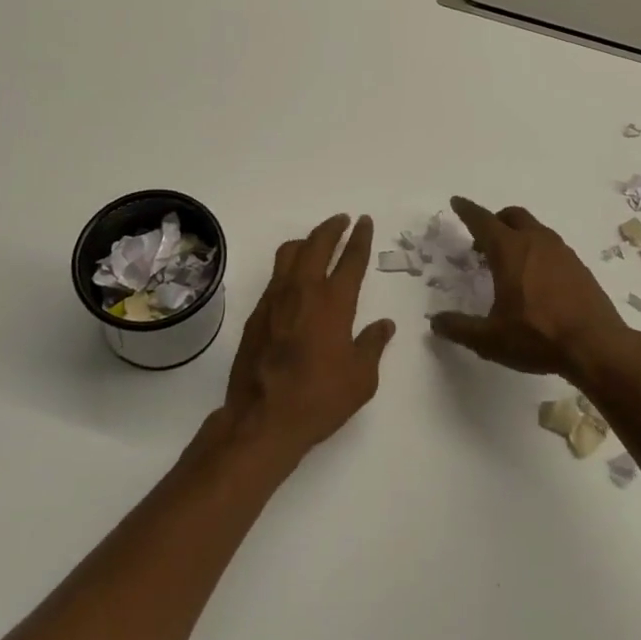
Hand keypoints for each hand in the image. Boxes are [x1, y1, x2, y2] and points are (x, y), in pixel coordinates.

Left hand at [220, 214, 394, 460]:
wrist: (262, 419)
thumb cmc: (319, 398)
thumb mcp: (361, 378)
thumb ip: (373, 345)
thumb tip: (384, 325)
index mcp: (334, 302)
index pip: (351, 259)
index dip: (360, 237)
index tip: (364, 221)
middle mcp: (303, 291)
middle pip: (317, 244)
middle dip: (332, 228)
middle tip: (342, 220)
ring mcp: (275, 299)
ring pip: (289, 253)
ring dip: (307, 241)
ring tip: (316, 242)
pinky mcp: (256, 314)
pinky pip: (275, 277)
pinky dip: (289, 266)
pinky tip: (294, 280)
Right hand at [429, 197, 630, 381]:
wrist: (597, 346)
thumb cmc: (538, 337)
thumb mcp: (490, 339)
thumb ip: (460, 328)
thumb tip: (436, 322)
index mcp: (510, 250)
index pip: (483, 221)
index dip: (467, 211)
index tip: (457, 202)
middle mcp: (536, 242)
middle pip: (512, 216)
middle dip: (495, 220)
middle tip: (483, 241)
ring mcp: (562, 252)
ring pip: (535, 229)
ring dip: (518, 235)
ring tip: (509, 262)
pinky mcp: (579, 267)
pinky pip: (552, 247)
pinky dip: (537, 251)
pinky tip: (536, 279)